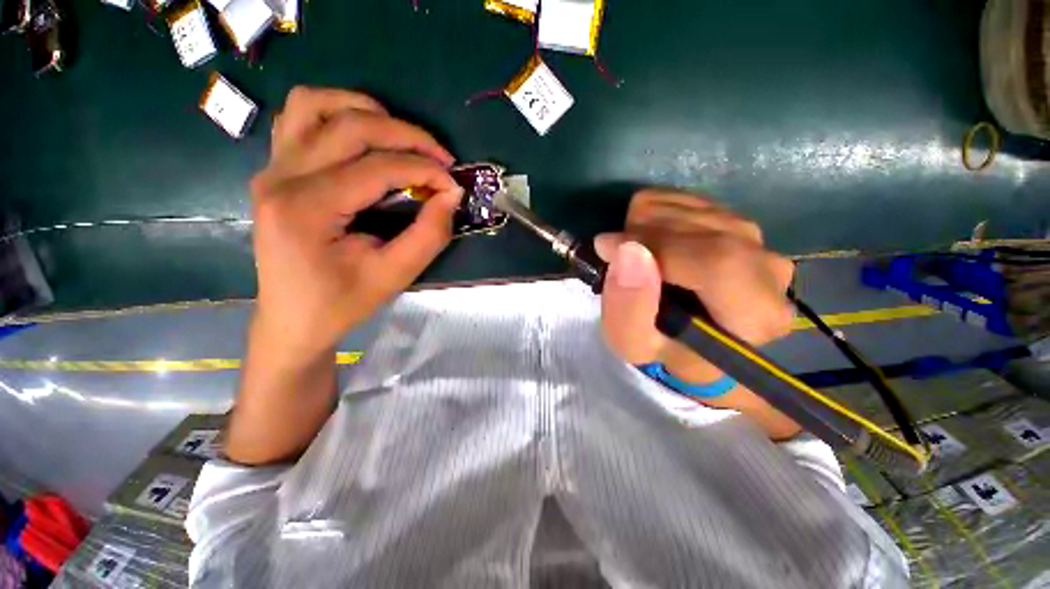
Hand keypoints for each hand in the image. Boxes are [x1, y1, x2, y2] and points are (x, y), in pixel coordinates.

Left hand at [251, 87, 462, 358]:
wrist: (293, 320)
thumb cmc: (342, 303)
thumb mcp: (394, 276)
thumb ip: (429, 235)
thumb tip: (452, 195)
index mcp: (306, 209)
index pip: (376, 168)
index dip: (424, 170)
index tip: (453, 184)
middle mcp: (281, 177)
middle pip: (349, 126)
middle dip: (406, 135)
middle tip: (441, 157)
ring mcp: (272, 169)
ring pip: (314, 105)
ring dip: (365, 111)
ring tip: (401, 137)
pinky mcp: (276, 171)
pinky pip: (299, 118)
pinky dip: (336, 114)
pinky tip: (363, 138)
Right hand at [597, 190, 798, 437]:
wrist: (687, 335)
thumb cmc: (661, 346)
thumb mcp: (633, 342)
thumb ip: (628, 307)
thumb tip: (628, 250)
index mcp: (756, 317)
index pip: (717, 262)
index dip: (656, 246)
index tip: (607, 248)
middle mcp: (770, 272)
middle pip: (704, 228)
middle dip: (643, 234)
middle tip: (615, 254)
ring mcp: (758, 240)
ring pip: (693, 208)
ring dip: (646, 224)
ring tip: (632, 253)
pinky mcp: (737, 221)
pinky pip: (688, 198)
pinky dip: (654, 213)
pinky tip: (647, 239)